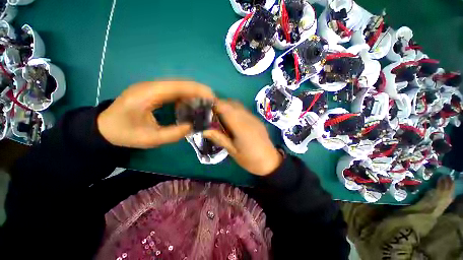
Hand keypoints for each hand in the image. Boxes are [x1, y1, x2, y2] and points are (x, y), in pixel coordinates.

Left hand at [98, 81, 214, 148]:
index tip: (212, 97)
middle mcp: (152, 86)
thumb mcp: (150, 139)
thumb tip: (192, 126)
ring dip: (194, 93)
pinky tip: (192, 104)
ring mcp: (153, 87)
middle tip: (212, 101)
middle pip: (181, 83)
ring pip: (179, 85)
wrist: (104, 127)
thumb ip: (173, 134)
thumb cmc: (125, 133)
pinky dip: (186, 96)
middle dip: (199, 90)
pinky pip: (175, 90)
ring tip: (205, 103)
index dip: (198, 90)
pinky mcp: (154, 91)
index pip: (178, 86)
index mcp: (148, 94)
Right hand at [203, 100, 282, 175]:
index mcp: (241, 128)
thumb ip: (219, 138)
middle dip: (220, 104)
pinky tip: (231, 118)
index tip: (205, 107)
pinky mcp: (256, 119)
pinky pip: (243, 109)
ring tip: (219, 114)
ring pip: (238, 105)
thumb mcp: (232, 151)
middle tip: (210, 112)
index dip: (215, 105)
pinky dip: (234, 109)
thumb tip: (204, 130)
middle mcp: (248, 119)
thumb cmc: (250, 159)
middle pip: (232, 104)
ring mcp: (253, 118)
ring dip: (227, 105)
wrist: (270, 161)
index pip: (226, 109)